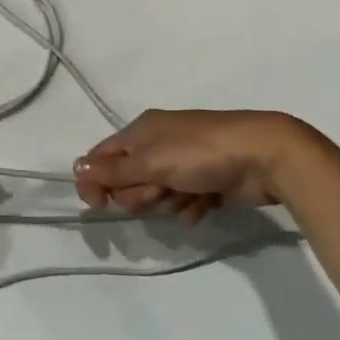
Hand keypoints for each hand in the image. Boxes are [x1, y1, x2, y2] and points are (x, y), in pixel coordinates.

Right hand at [72, 109, 310, 222]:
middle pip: (128, 183)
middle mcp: (158, 147)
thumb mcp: (153, 161)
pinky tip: (205, 203)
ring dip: (168, 202)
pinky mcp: (203, 186)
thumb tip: (76, 169)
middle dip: (142, 194)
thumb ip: (114, 170)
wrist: (263, 157)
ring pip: (155, 198)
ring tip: (189, 194)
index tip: (98, 206)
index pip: (101, 158)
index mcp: (141, 132)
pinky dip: (190, 208)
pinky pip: (181, 206)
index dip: (95, 182)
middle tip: (161, 190)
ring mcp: (182, 166)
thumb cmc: (201, 153)